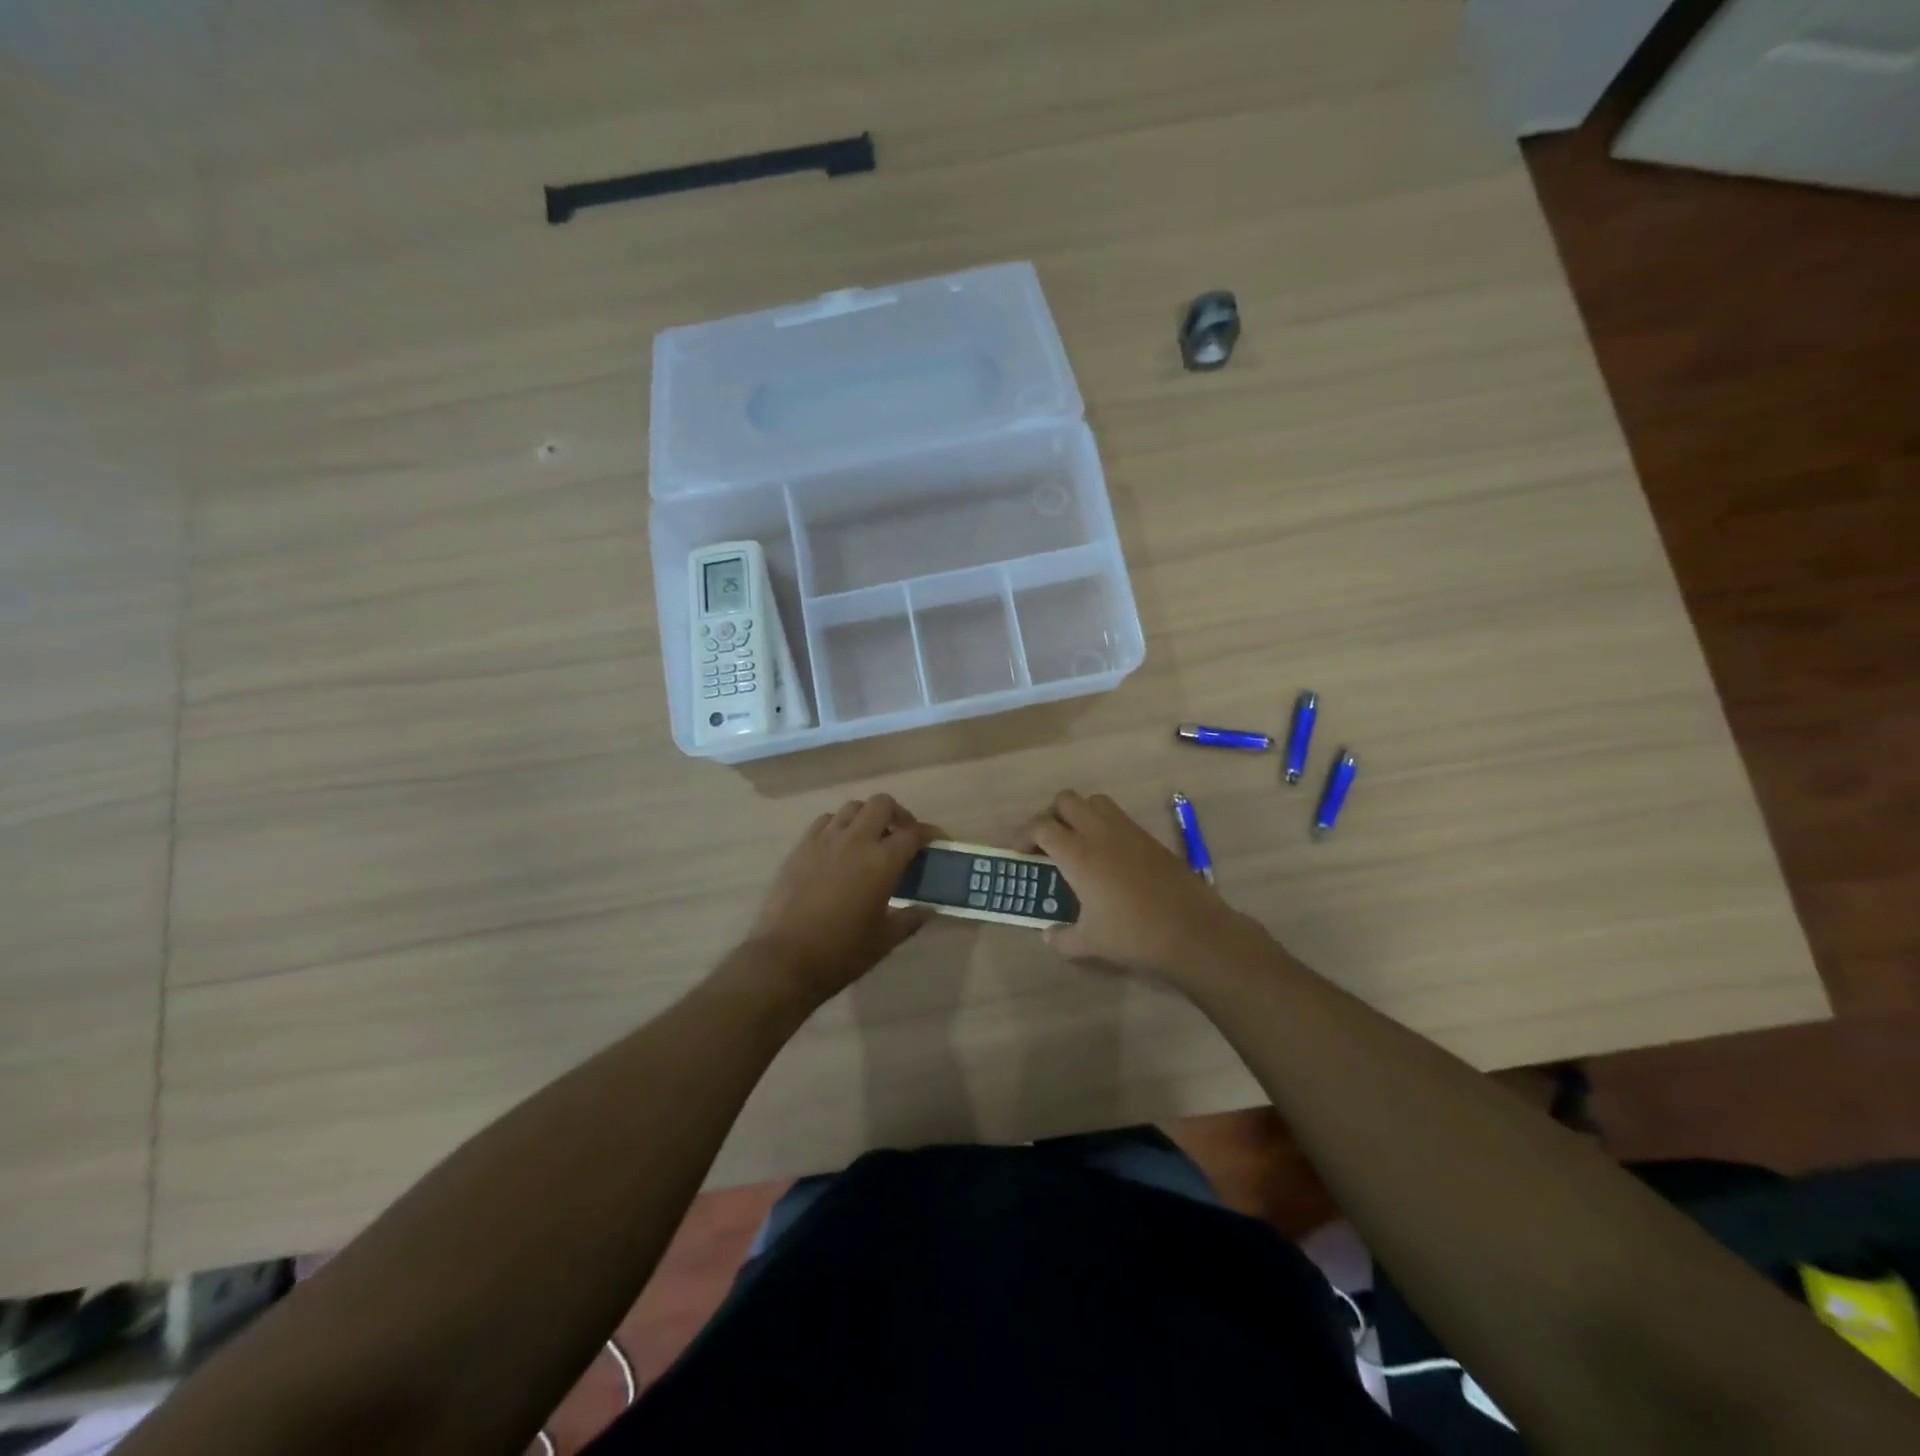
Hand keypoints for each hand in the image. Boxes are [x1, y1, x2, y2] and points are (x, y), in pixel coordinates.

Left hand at [745, 794, 941, 1008]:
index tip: (936, 841)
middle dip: (898, 814)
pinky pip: (826, 821)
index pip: (914, 833)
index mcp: (882, 861)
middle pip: (882, 804)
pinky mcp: (801, 847)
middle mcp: (855, 840)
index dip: (930, 833)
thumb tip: (929, 909)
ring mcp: (825, 840)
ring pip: (852, 807)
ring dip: (868, 817)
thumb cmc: (842, 952)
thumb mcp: (885, 940)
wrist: (785, 960)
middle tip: (902, 835)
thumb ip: (911, 918)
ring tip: (871, 838)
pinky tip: (840, 847)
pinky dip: (839, 825)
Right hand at [1017, 790, 1265, 984]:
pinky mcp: (1149, 837)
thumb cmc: (1133, 935)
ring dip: (1080, 814)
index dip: (1025, 835)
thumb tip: (1049, 935)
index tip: (1021, 852)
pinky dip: (1104, 825)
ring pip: (1094, 801)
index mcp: (1077, 853)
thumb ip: (1062, 938)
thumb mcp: (1089, 943)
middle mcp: (1099, 832)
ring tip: (1078, 843)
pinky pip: (1118, 817)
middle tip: (1048, 843)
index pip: (1041, 826)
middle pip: (1066, 800)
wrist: (1193, 931)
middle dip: (1051, 816)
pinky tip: (1108, 857)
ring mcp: (1127, 831)